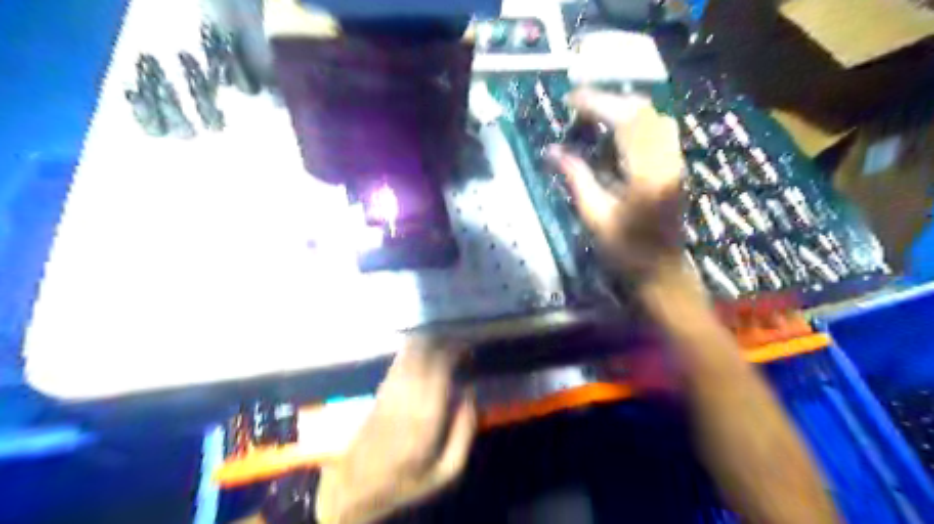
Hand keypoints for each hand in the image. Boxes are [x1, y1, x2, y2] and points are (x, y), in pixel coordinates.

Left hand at [315, 337, 477, 521]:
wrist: (357, 487)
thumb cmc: (407, 481)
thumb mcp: (446, 471)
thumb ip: (464, 432)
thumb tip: (471, 393)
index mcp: (426, 416)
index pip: (441, 366)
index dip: (455, 351)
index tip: (469, 350)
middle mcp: (407, 395)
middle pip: (425, 352)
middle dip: (444, 342)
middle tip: (460, 344)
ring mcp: (390, 389)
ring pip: (410, 352)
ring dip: (429, 342)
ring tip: (445, 343)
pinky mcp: (380, 389)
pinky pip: (399, 360)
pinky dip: (413, 349)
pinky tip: (424, 348)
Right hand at [549, 89, 683, 280]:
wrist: (661, 270)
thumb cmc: (625, 250)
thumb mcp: (594, 216)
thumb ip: (576, 178)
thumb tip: (553, 150)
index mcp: (646, 174)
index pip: (625, 122)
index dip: (597, 104)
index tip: (571, 99)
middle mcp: (667, 161)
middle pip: (644, 112)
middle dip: (610, 101)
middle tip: (580, 106)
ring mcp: (675, 162)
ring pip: (655, 117)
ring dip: (625, 109)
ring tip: (597, 115)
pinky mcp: (676, 167)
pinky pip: (660, 130)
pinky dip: (637, 121)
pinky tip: (617, 131)